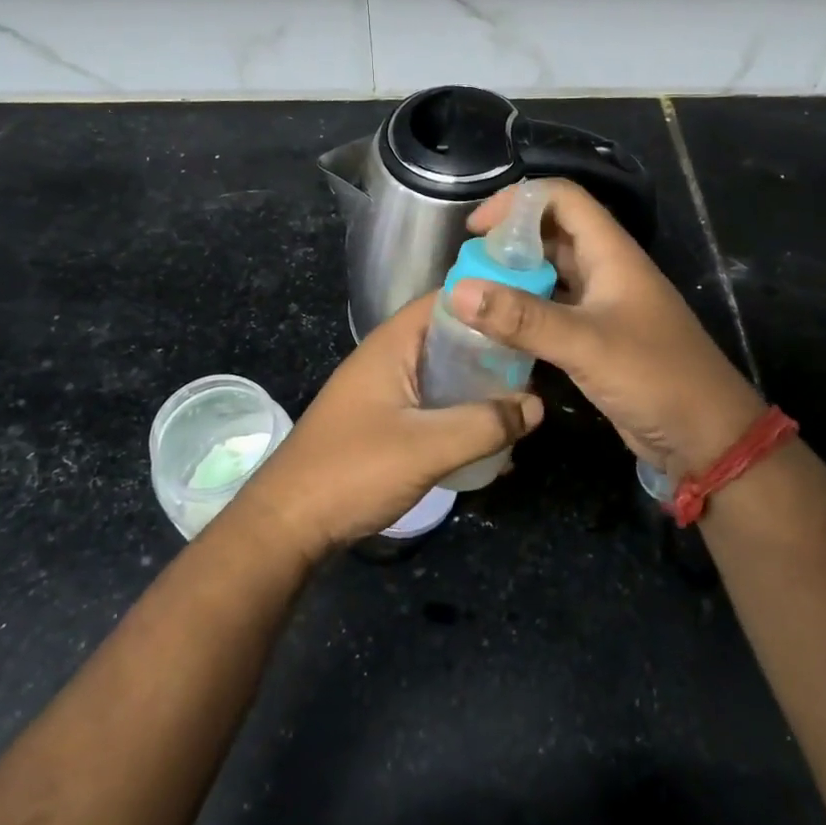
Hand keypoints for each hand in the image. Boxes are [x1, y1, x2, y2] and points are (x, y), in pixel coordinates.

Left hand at [227, 294, 542, 561]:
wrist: (288, 525)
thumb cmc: (353, 470)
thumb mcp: (427, 446)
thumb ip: (485, 424)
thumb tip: (536, 405)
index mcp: (392, 344)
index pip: (447, 300)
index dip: (490, 300)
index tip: (533, 314)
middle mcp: (388, 358)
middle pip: (450, 337)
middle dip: (493, 352)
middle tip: (537, 368)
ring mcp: (384, 391)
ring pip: (444, 375)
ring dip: (479, 388)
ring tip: (522, 407)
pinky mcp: (383, 423)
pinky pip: (433, 406)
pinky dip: (461, 415)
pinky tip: (490, 441)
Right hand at [451, 179, 761, 479]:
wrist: (706, 437)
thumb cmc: (655, 377)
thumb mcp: (586, 344)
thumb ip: (522, 319)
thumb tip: (457, 290)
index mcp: (611, 252)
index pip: (562, 198)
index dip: (517, 202)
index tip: (475, 230)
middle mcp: (605, 269)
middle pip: (552, 233)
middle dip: (508, 241)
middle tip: (468, 267)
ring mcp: (602, 304)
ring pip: (550, 273)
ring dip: (514, 277)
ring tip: (473, 295)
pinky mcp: (596, 337)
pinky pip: (552, 310)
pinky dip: (523, 312)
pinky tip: (495, 330)